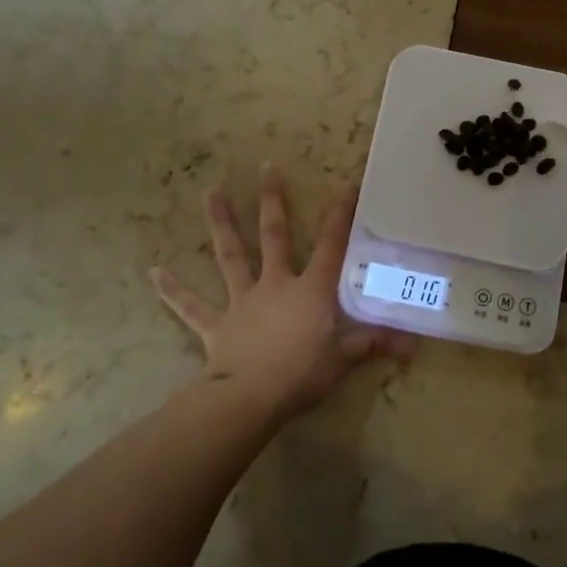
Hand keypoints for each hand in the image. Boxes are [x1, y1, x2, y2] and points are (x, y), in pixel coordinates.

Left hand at [149, 167, 409, 420]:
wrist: (249, 399)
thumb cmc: (301, 374)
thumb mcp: (344, 359)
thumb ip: (374, 344)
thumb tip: (413, 345)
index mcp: (309, 290)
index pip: (331, 245)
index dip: (341, 215)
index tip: (347, 185)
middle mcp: (274, 284)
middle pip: (273, 235)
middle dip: (272, 200)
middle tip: (265, 167)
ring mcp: (242, 301)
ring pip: (230, 255)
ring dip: (221, 223)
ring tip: (210, 192)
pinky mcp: (216, 324)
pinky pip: (192, 306)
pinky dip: (173, 290)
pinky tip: (153, 272)